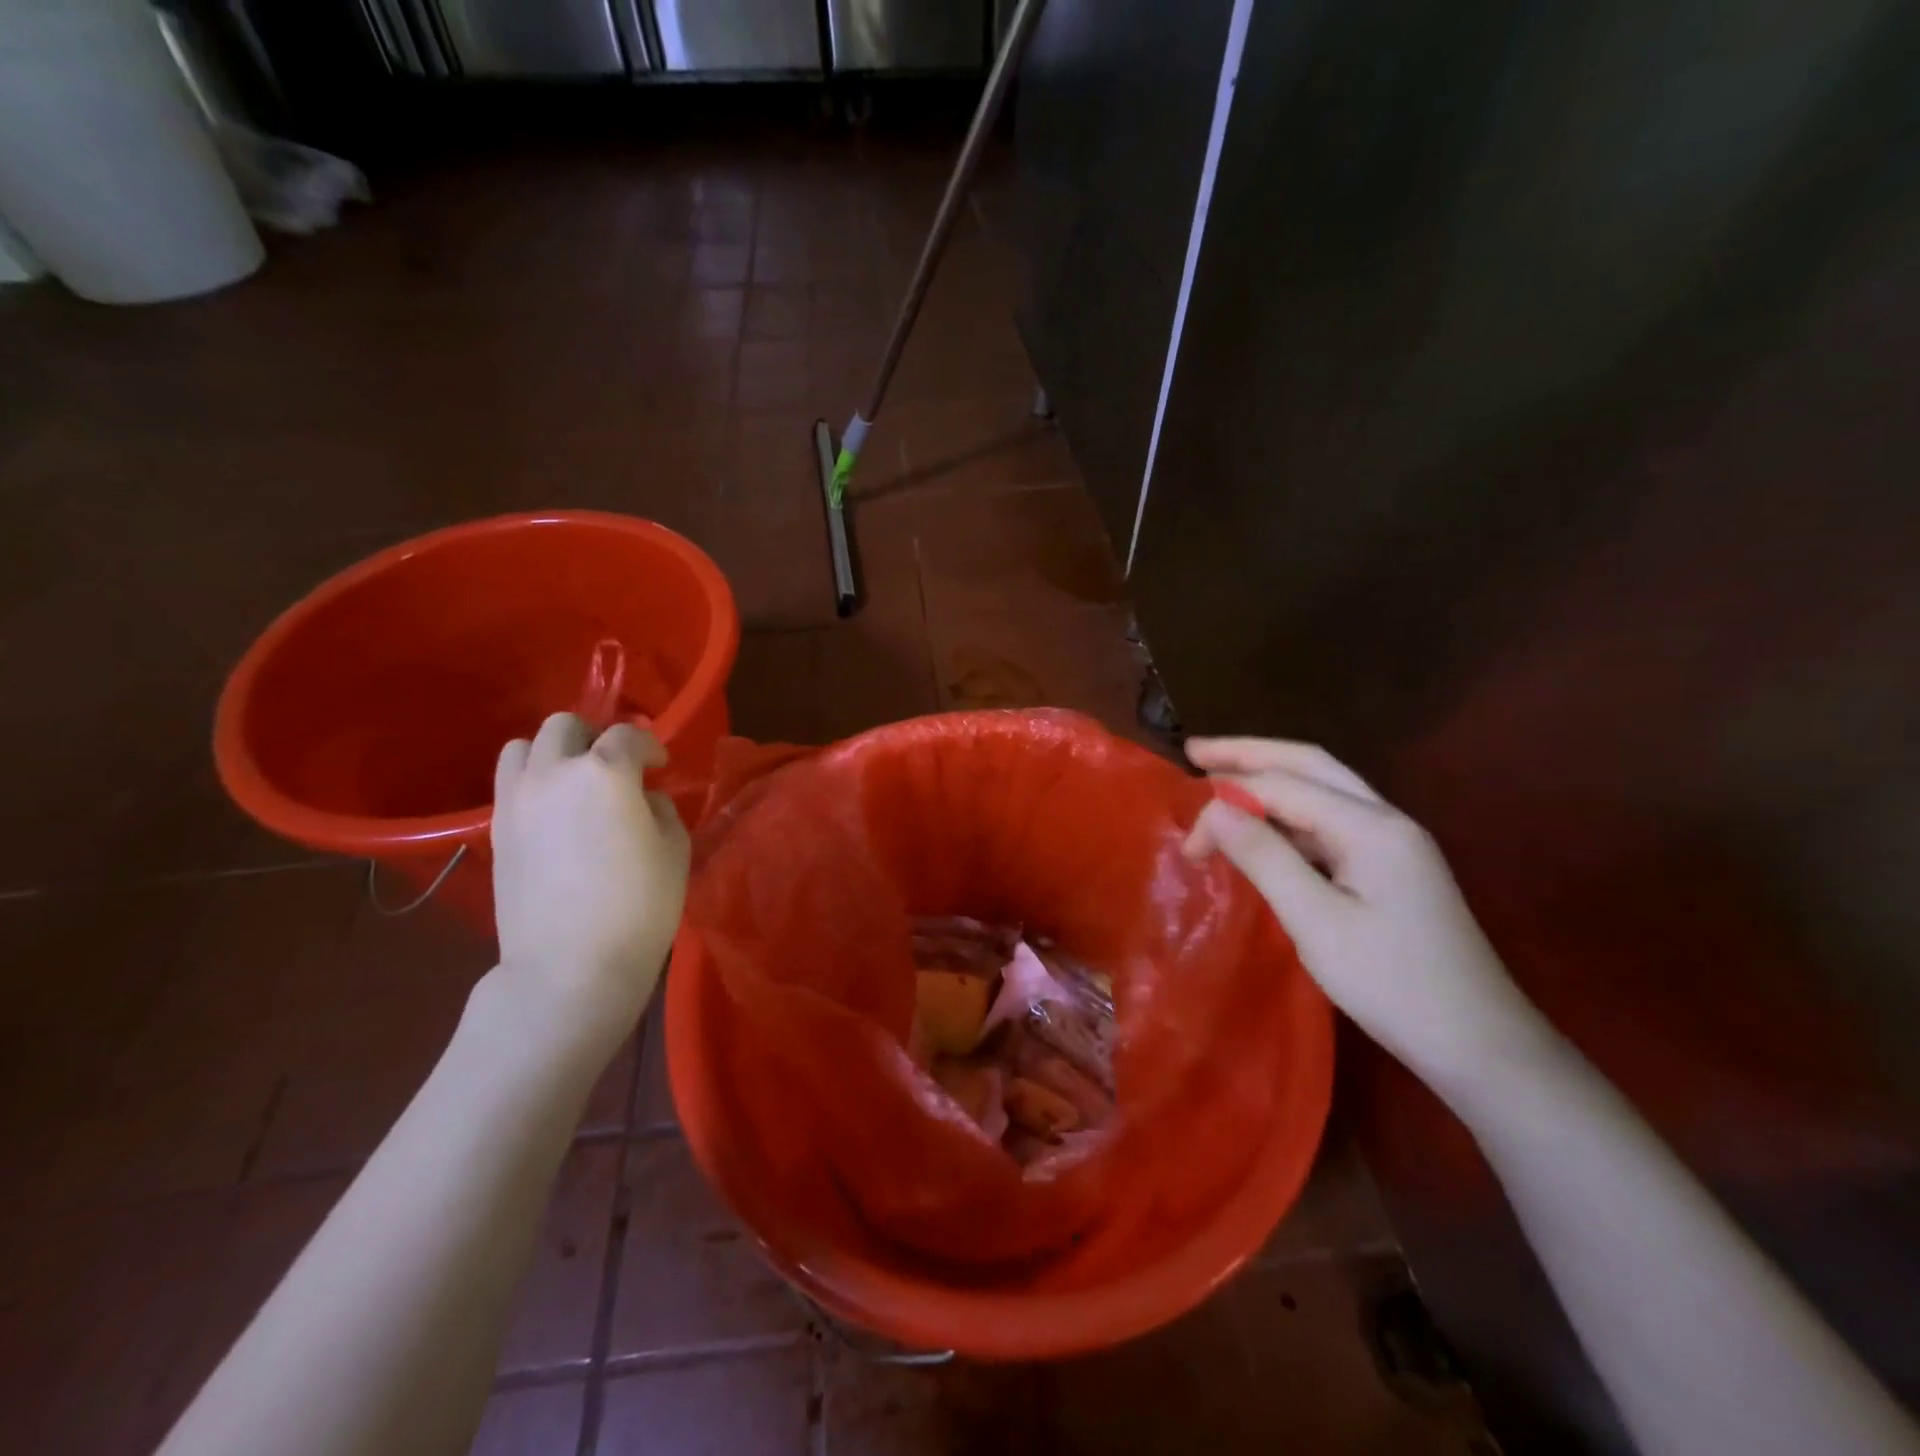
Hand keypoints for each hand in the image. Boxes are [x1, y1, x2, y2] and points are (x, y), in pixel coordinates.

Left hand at [492, 713, 689, 1032]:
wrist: (570, 966)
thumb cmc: (639, 906)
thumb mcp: (674, 849)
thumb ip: (660, 809)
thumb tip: (641, 799)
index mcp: (606, 772)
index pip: (628, 735)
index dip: (649, 746)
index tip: (661, 766)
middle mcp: (555, 773)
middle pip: (566, 726)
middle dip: (595, 737)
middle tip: (615, 767)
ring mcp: (517, 800)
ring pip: (524, 746)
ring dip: (554, 753)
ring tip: (575, 782)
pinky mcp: (496, 830)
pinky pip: (510, 784)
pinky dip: (533, 783)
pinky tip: (554, 813)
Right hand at [1183, 737, 1549, 1091]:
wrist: (1480, 1044)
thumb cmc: (1393, 984)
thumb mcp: (1316, 922)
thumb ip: (1263, 857)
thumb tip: (1214, 809)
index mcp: (1370, 826)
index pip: (1282, 788)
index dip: (1226, 803)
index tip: (1188, 844)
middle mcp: (1385, 818)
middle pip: (1309, 764)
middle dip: (1249, 754)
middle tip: (1195, 751)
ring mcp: (1393, 841)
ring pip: (1322, 788)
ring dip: (1270, 778)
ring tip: (1220, 778)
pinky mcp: (1390, 866)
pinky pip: (1330, 821)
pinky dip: (1289, 814)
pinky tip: (1264, 827)